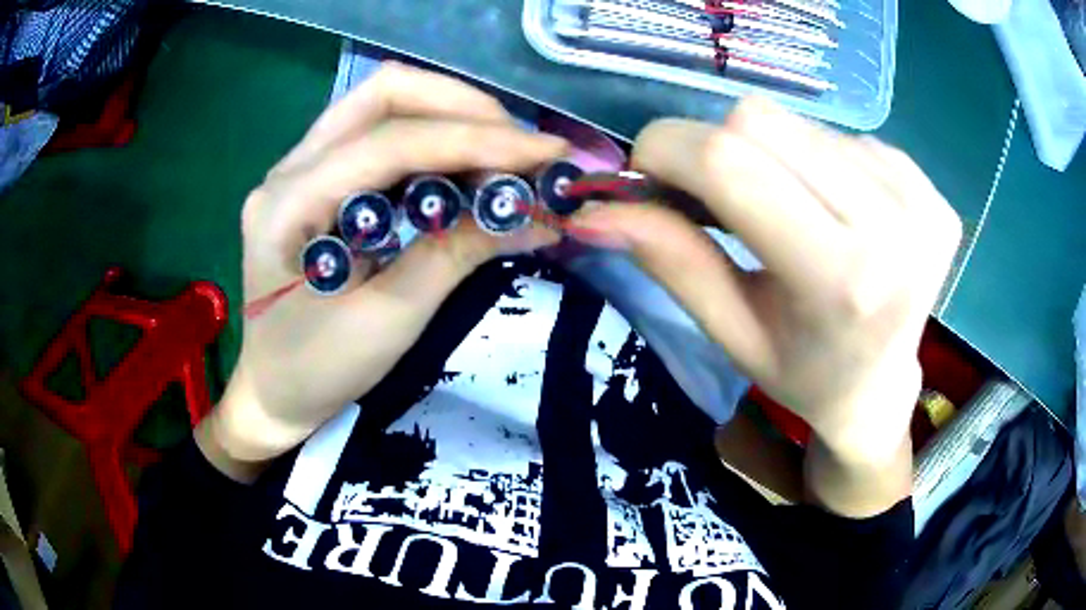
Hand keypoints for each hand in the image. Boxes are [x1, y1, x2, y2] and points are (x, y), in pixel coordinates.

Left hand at [199, 64, 565, 479]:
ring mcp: (300, 169)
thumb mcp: (389, 321)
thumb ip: (457, 255)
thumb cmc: (317, 371)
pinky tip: (465, 169)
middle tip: (520, 146)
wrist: (274, 394)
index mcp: (288, 205)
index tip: (544, 154)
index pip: (390, 142)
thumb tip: (536, 215)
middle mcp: (289, 169)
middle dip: (462, 108)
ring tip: (504, 155)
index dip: (474, 140)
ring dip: (451, 119)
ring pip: (383, 106)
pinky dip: (433, 143)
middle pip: (383, 95)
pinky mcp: (318, 181)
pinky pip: (380, 137)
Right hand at [572, 98, 961, 470]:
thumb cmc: (803, 375)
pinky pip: (840, 136)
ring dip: (770, 157)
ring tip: (786, 213)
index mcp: (841, 280)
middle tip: (718, 199)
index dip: (666, 151)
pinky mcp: (929, 186)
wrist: (882, 388)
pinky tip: (831, 210)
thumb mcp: (731, 333)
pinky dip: (816, 163)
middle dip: (714, 148)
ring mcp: (919, 198)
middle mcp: (892, 225)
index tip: (648, 174)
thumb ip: (669, 261)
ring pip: (797, 122)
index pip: (730, 163)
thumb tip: (594, 210)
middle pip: (760, 121)